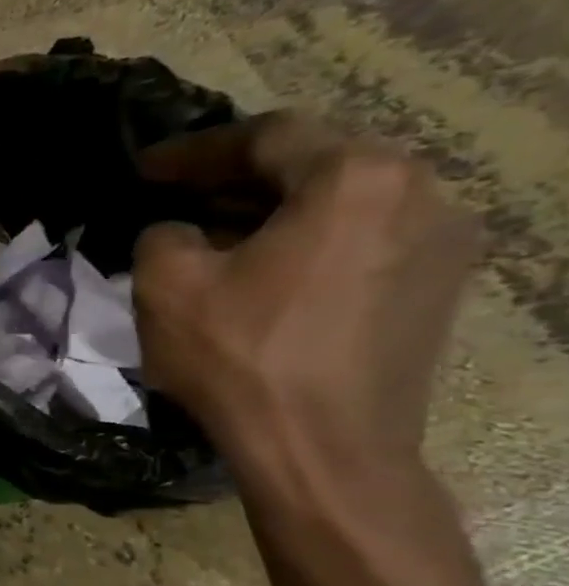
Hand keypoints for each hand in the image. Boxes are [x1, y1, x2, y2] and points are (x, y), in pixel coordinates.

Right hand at [132, 111, 478, 478]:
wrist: (322, 449)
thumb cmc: (241, 357)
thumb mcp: (166, 285)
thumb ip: (162, 235)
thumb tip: (178, 233)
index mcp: (355, 178)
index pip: (266, 136)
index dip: (194, 150)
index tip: (143, 170)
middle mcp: (420, 193)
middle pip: (314, 164)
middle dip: (236, 179)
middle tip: (176, 198)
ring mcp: (442, 244)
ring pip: (341, 204)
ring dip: (272, 213)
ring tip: (215, 238)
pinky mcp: (437, 290)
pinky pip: (362, 242)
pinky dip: (307, 244)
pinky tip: (263, 275)